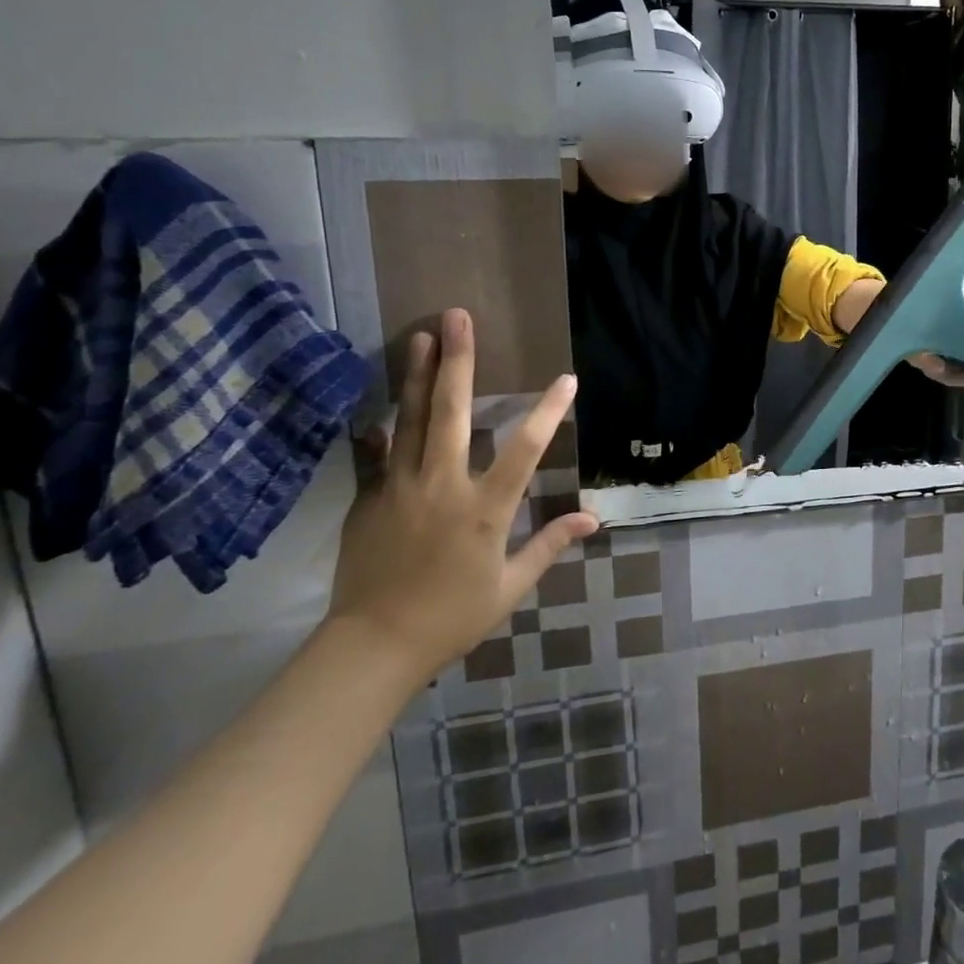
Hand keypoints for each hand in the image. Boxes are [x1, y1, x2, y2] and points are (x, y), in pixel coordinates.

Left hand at [329, 309, 598, 679]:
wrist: (373, 646)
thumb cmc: (452, 616)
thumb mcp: (510, 586)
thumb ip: (549, 544)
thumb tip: (593, 518)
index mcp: (485, 508)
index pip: (525, 449)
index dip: (548, 411)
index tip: (567, 379)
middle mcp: (443, 485)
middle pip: (451, 412)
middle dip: (458, 361)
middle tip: (456, 317)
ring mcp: (400, 488)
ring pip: (410, 420)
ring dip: (417, 374)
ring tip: (421, 335)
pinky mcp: (370, 499)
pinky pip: (379, 453)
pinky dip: (384, 426)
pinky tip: (382, 405)